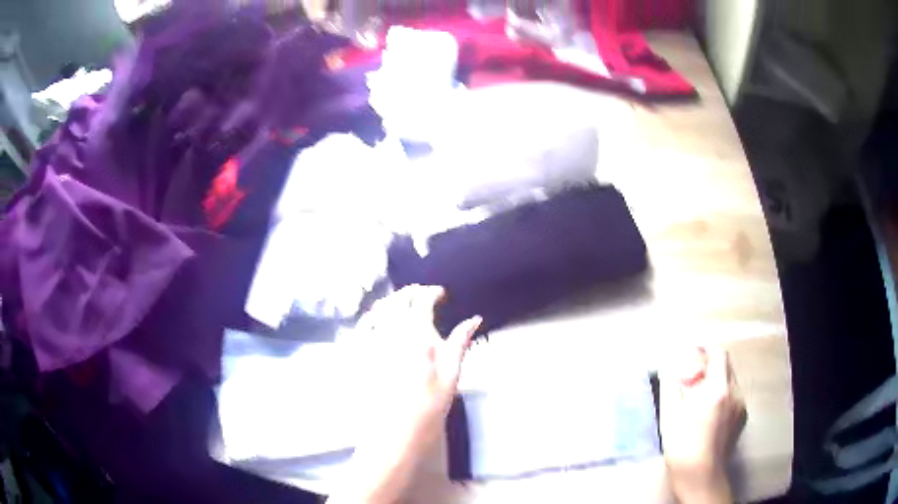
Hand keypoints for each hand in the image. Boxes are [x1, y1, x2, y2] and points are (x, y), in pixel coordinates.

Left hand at [330, 285, 480, 503]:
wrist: (398, 429)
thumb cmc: (431, 403)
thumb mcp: (452, 373)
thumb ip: (459, 341)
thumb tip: (474, 319)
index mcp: (417, 334)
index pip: (422, 301)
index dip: (431, 292)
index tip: (440, 294)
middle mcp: (390, 332)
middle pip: (397, 299)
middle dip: (410, 292)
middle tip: (422, 296)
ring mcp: (371, 342)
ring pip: (378, 309)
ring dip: (391, 301)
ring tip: (402, 306)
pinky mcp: (358, 354)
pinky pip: (361, 326)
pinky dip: (371, 316)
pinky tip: (378, 321)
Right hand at [660, 346, 745, 503]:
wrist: (700, 476)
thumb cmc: (682, 447)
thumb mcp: (670, 415)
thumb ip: (671, 385)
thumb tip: (669, 365)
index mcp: (718, 390)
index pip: (719, 354)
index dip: (706, 348)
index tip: (693, 350)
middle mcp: (735, 393)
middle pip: (726, 365)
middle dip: (710, 364)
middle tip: (692, 375)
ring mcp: (741, 406)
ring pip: (730, 380)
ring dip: (716, 379)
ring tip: (699, 395)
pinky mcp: (742, 417)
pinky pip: (733, 395)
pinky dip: (722, 394)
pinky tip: (708, 411)